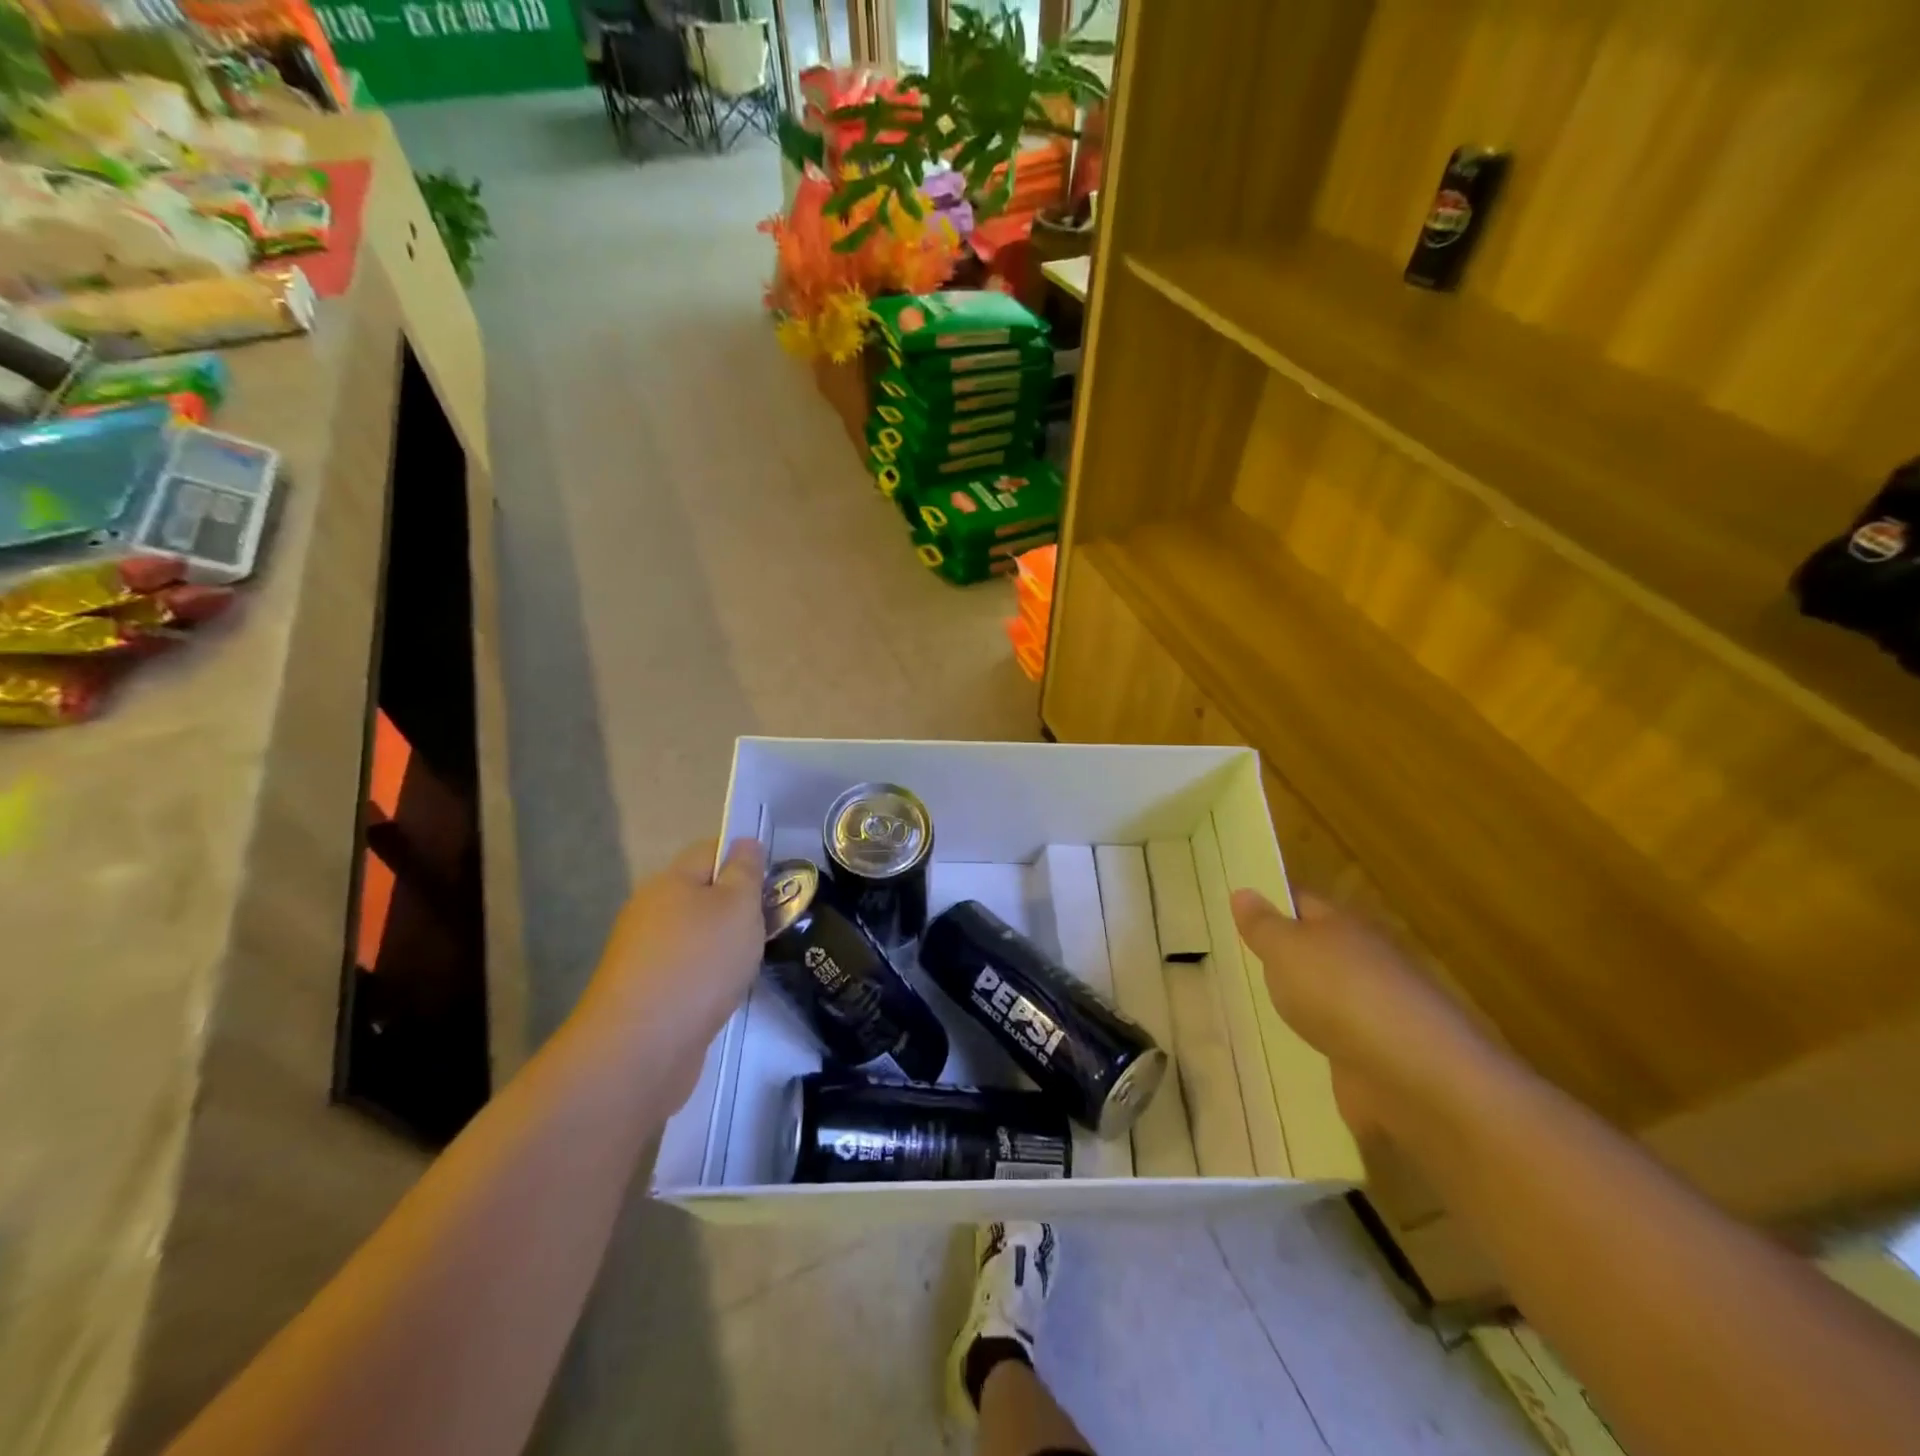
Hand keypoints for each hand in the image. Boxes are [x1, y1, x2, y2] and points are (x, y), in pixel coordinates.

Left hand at [573, 838, 767, 1105]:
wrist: (641, 1049)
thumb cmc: (699, 963)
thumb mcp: (738, 906)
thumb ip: (745, 872)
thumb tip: (744, 842)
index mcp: (670, 881)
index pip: (710, 851)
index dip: (744, 858)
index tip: (775, 881)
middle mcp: (650, 910)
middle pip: (701, 893)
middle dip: (737, 905)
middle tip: (772, 922)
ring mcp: (642, 954)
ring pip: (694, 934)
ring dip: (723, 943)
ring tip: (754, 960)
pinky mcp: (643, 993)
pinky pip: (685, 969)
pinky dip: (707, 975)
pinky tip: (726, 992)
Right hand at [1230, 889, 1494, 1143]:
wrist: (1415, 1078)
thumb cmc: (1341, 994)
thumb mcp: (1286, 949)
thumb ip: (1262, 925)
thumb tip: (1243, 891)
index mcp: (1345, 926)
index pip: (1301, 902)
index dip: (1269, 903)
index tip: (1231, 911)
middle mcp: (1365, 962)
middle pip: (1315, 952)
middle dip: (1281, 957)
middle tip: (1230, 961)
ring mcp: (1375, 1013)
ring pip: (1325, 999)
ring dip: (1298, 1005)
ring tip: (1248, 1010)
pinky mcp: (1377, 1061)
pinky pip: (1334, 1045)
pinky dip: (1314, 1048)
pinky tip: (1283, 1055)